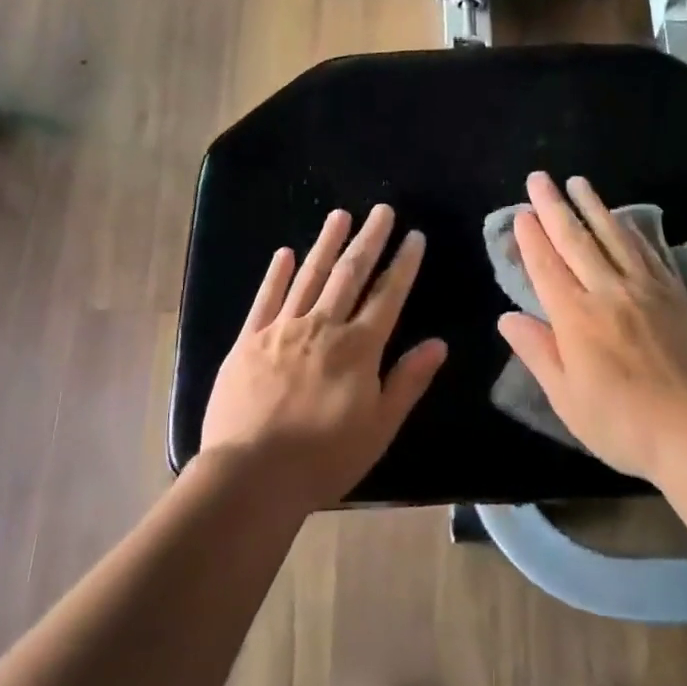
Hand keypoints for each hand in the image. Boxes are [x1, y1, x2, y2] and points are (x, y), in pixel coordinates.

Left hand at [201, 204, 447, 508]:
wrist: (252, 475)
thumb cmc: (324, 458)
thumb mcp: (380, 427)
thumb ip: (408, 381)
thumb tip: (438, 344)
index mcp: (358, 347)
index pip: (388, 295)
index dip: (403, 264)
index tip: (414, 236)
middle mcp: (322, 327)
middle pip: (350, 274)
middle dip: (369, 240)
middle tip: (381, 210)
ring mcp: (282, 330)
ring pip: (309, 276)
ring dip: (326, 244)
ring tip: (339, 215)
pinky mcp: (248, 341)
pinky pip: (265, 299)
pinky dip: (276, 274)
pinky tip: (284, 253)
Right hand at [498, 172, 686, 482]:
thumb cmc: (624, 424)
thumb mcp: (567, 399)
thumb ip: (538, 352)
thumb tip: (506, 318)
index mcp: (576, 318)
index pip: (547, 267)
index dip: (531, 238)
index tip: (522, 212)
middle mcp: (608, 292)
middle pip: (576, 241)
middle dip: (554, 207)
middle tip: (540, 178)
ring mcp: (646, 290)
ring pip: (614, 237)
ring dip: (593, 207)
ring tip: (579, 182)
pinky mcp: (677, 296)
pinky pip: (650, 253)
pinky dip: (632, 231)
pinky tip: (625, 220)